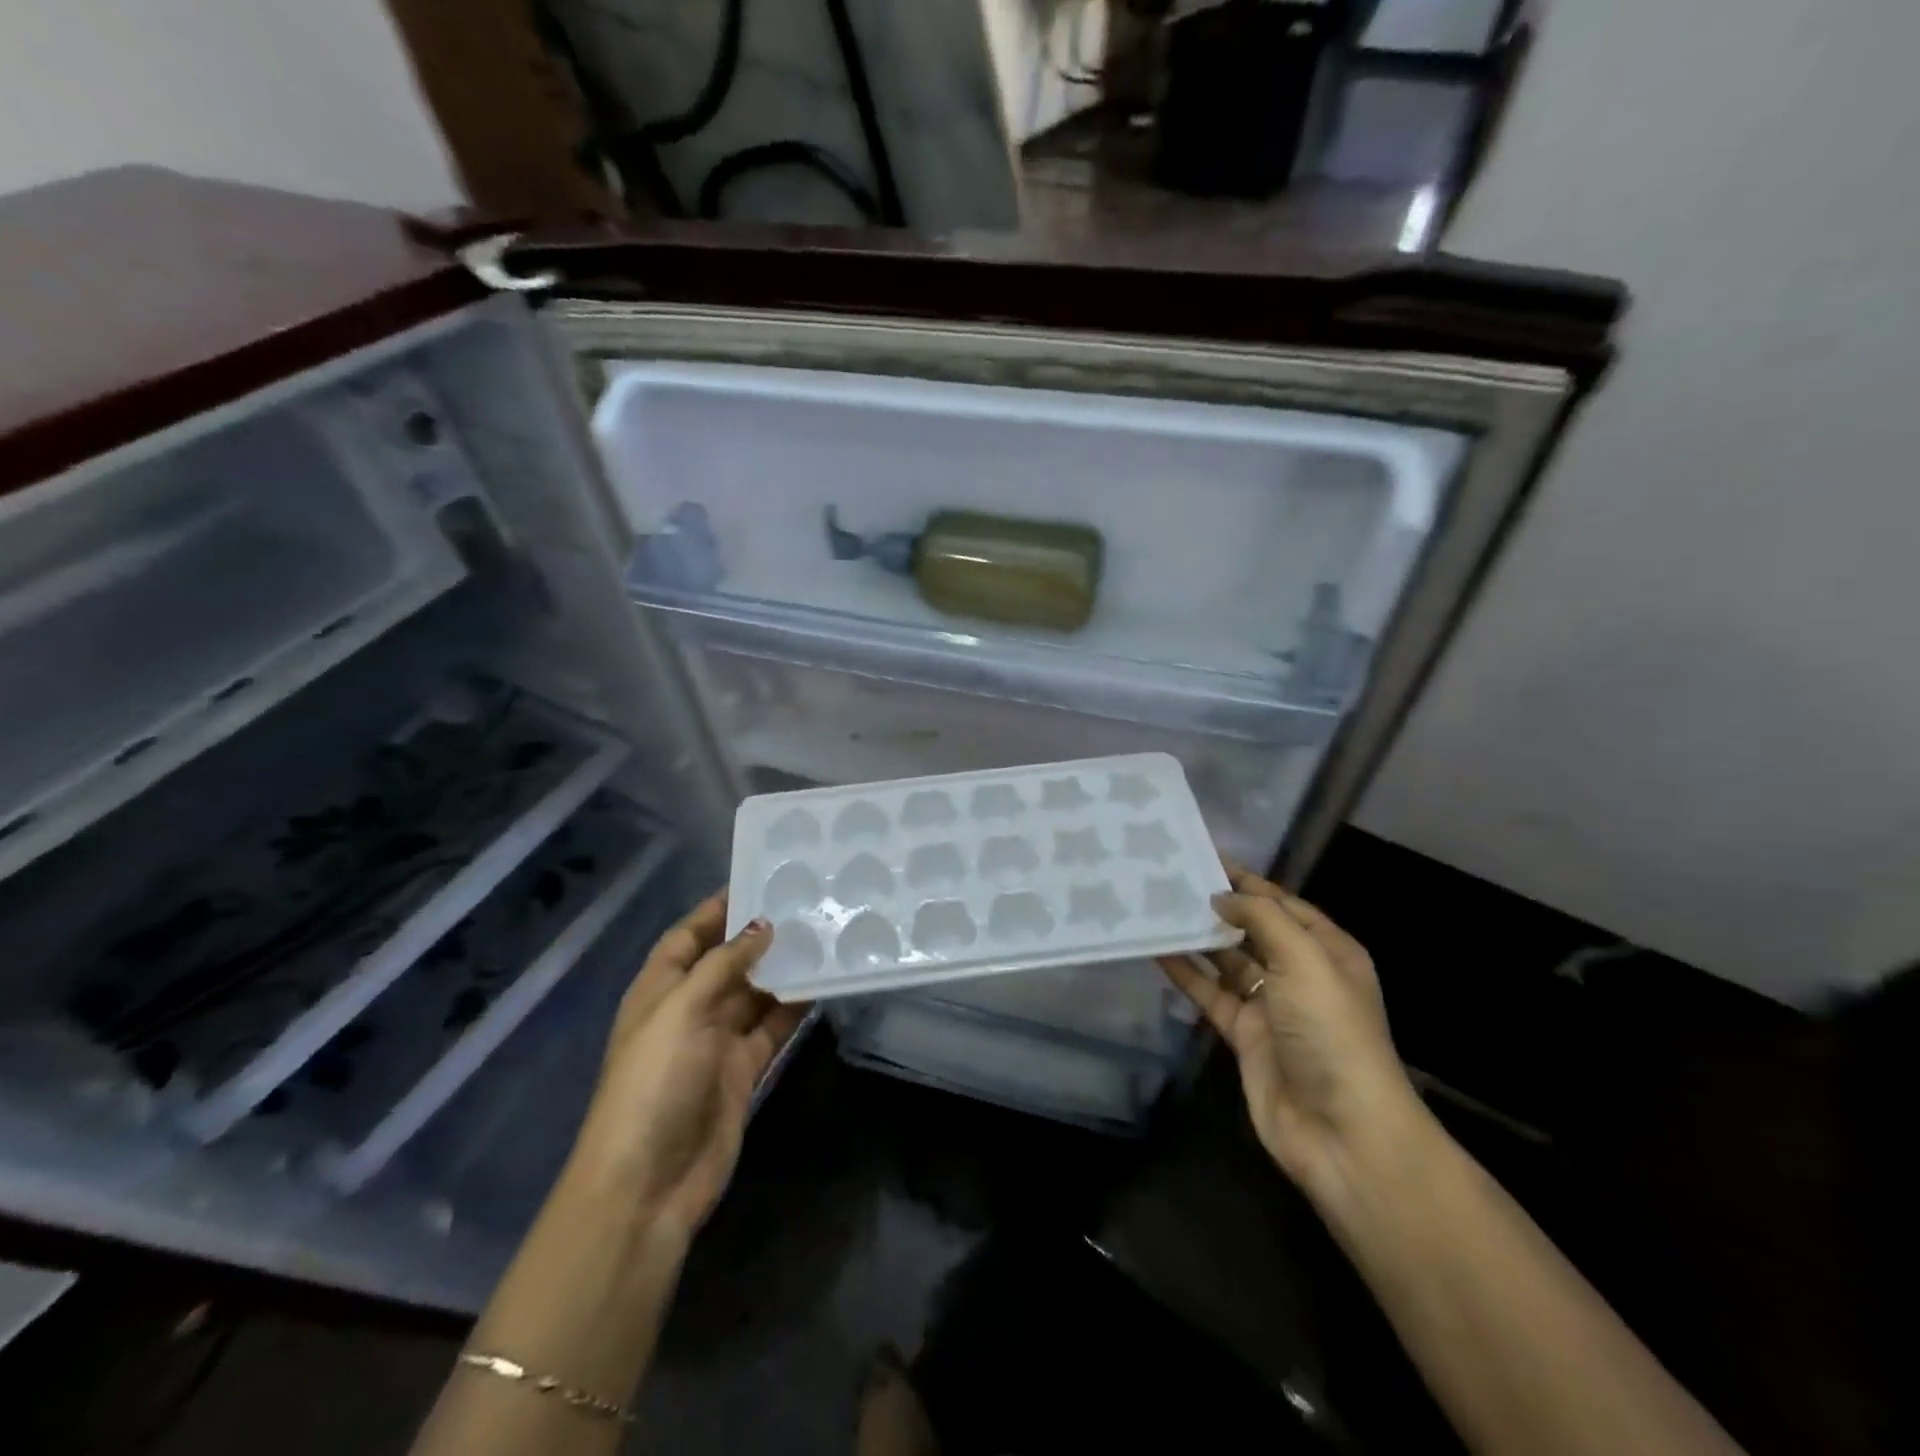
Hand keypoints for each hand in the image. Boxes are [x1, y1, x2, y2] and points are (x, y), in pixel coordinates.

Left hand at [566, 892, 808, 1235]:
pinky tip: (823, 983)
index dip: (717, 909)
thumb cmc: (654, 1081)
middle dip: (760, 936)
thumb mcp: (682, 1010)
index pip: (688, 936)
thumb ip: (724, 964)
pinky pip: (773, 1027)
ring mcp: (717, 1041)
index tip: (758, 879)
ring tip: (824, 935)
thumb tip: (763, 925)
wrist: (649, 1183)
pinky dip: (795, 1006)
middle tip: (807, 903)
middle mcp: (688, 1009)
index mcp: (660, 989)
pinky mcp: (743, 1069)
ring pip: (756, 992)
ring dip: (783, 968)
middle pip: (727, 962)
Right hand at [1157, 862, 1423, 1205]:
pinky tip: (1157, 952)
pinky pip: (1210, 995)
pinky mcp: (1244, 1035)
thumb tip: (1222, 898)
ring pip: (1228, 961)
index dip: (1248, 882)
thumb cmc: (1330, 1032)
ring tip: (1158, 909)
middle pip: (1254, 929)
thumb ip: (1263, 919)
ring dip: (1199, 938)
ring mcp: (1271, 1006)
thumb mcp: (1306, 961)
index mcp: (1328, 951)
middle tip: (1172, 880)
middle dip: (1219, 907)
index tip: (1205, 858)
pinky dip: (1186, 975)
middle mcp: (1300, 974)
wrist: (1341, 1130)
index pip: (1283, 904)